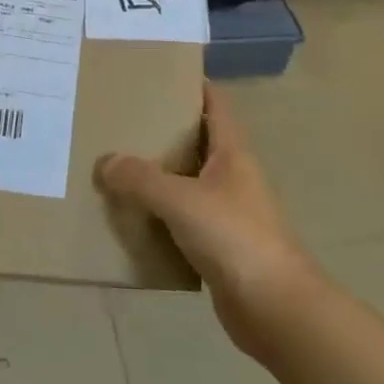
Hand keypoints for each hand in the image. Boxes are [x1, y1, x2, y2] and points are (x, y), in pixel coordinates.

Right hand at [98, 83, 319, 361]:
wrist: (277, 311)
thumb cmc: (235, 239)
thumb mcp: (181, 200)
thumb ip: (141, 179)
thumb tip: (106, 163)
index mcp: (232, 153)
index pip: (214, 103)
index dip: (191, 83)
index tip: (155, 73)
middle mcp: (232, 177)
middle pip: (196, 141)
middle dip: (162, 130)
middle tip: (120, 119)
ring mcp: (227, 213)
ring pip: (186, 183)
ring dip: (156, 176)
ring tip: (115, 165)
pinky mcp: (218, 247)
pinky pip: (181, 221)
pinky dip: (158, 216)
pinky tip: (129, 217)